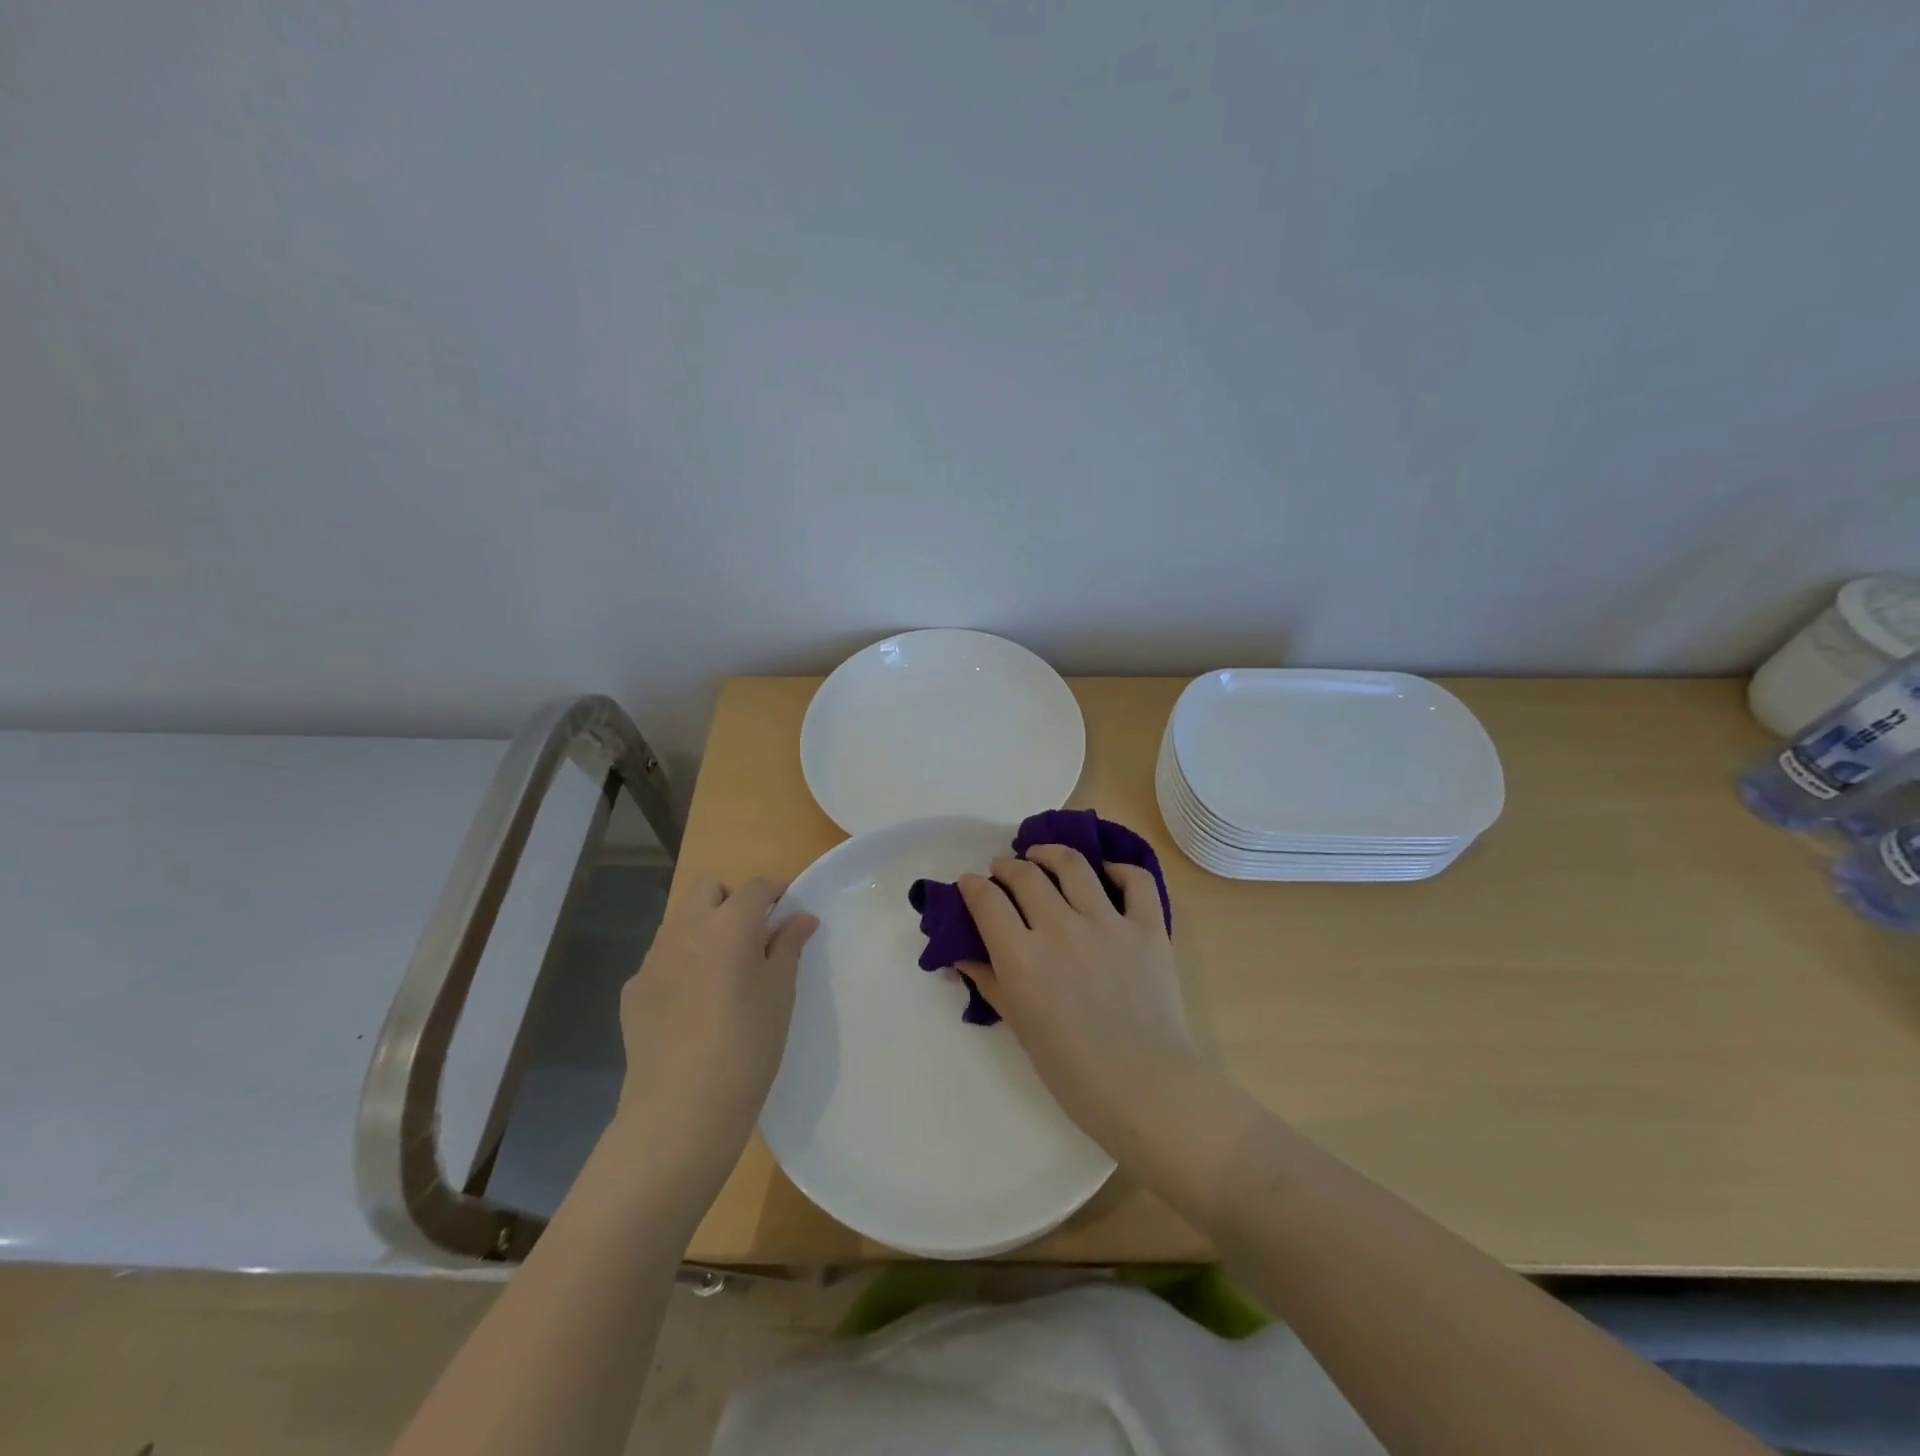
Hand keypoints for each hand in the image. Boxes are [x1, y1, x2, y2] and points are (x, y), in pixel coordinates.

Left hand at [615, 877, 816, 1174]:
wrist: (680, 1112)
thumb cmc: (747, 1047)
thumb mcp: (780, 995)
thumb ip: (788, 947)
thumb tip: (802, 918)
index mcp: (728, 925)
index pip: (756, 886)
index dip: (776, 892)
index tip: (788, 914)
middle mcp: (685, 930)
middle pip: (708, 889)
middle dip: (732, 901)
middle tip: (752, 939)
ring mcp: (652, 959)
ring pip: (680, 921)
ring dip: (704, 929)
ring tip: (722, 973)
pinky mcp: (633, 990)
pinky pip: (662, 958)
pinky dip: (681, 963)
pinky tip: (693, 1005)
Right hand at [956, 846, 1208, 1158]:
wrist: (1147, 1089)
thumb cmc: (1073, 1071)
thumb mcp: (1020, 1028)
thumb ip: (990, 983)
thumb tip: (962, 955)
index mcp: (1022, 959)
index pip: (987, 901)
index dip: (972, 886)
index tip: (969, 884)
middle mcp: (1060, 930)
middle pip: (1026, 875)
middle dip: (1006, 867)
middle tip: (1003, 871)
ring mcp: (1108, 924)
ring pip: (1073, 866)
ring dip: (1050, 854)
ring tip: (1041, 855)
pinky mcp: (1148, 927)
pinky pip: (1135, 881)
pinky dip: (1118, 869)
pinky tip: (1105, 873)